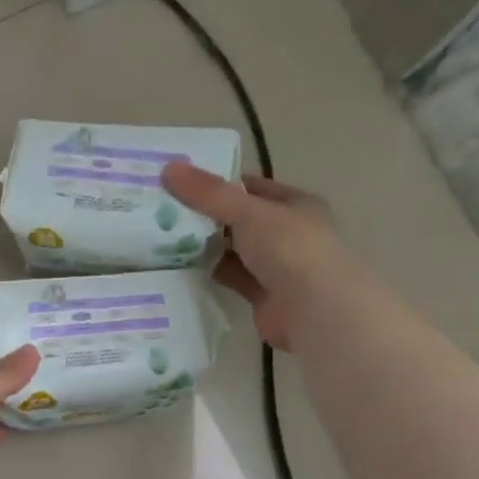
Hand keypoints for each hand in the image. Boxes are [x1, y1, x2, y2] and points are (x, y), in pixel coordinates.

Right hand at [163, 163, 347, 351]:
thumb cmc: (289, 248)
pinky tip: (183, 267)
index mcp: (295, 205)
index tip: (181, 183)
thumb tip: (168, 168)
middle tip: (165, 210)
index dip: (219, 183)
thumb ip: (209, 193)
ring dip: (207, 246)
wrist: (313, 309)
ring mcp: (277, 266)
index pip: (252, 187)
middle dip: (207, 216)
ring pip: (235, 250)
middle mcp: (288, 233)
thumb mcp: (247, 212)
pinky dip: (212, 272)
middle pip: (240, 220)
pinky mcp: (263, 295)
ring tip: (166, 236)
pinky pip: (232, 277)